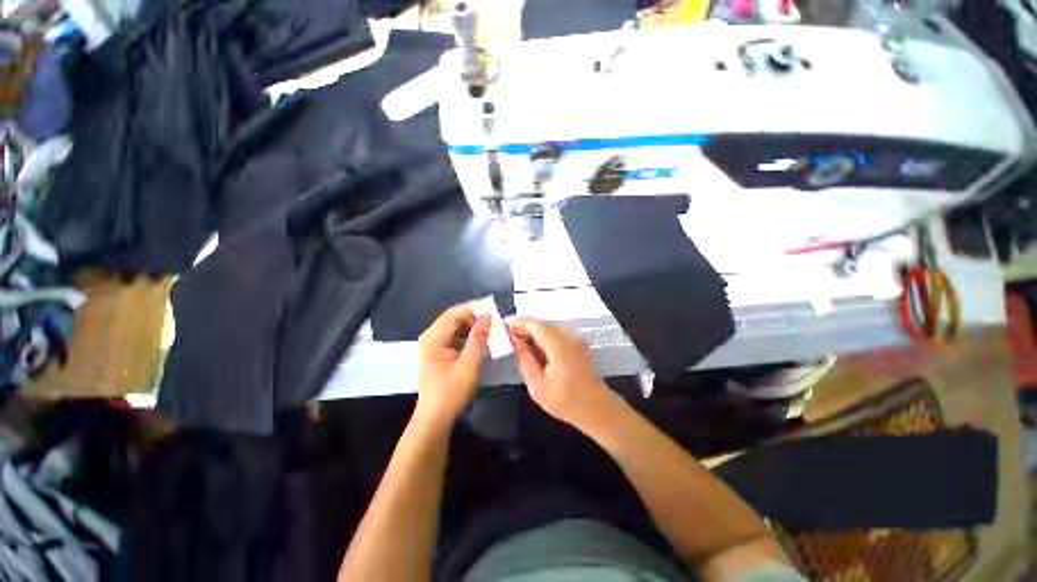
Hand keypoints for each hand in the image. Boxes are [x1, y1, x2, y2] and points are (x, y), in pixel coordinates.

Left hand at [415, 303, 489, 428]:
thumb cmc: (451, 392)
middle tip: (494, 318)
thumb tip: (487, 316)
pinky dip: (467, 334)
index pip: (454, 313)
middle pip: (453, 317)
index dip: (473, 308)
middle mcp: (430, 336)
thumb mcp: (469, 364)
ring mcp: (432, 344)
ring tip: (490, 326)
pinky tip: (480, 338)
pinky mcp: (437, 351)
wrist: (435, 417)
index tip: (493, 308)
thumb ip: (478, 338)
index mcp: (433, 338)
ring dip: (472, 324)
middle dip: (474, 315)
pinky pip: (454, 335)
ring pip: (454, 325)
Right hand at [507, 316, 612, 427]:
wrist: (596, 409)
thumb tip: (514, 341)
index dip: (518, 322)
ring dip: (531, 333)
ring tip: (515, 342)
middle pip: (541, 325)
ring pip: (547, 329)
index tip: (502, 324)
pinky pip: (555, 336)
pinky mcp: (576, 345)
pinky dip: (541, 339)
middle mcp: (568, 336)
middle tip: (505, 335)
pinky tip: (532, 349)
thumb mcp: (538, 385)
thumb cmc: (565, 401)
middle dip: (523, 327)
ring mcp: (574, 339)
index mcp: (558, 345)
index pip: (535, 325)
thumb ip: (524, 360)